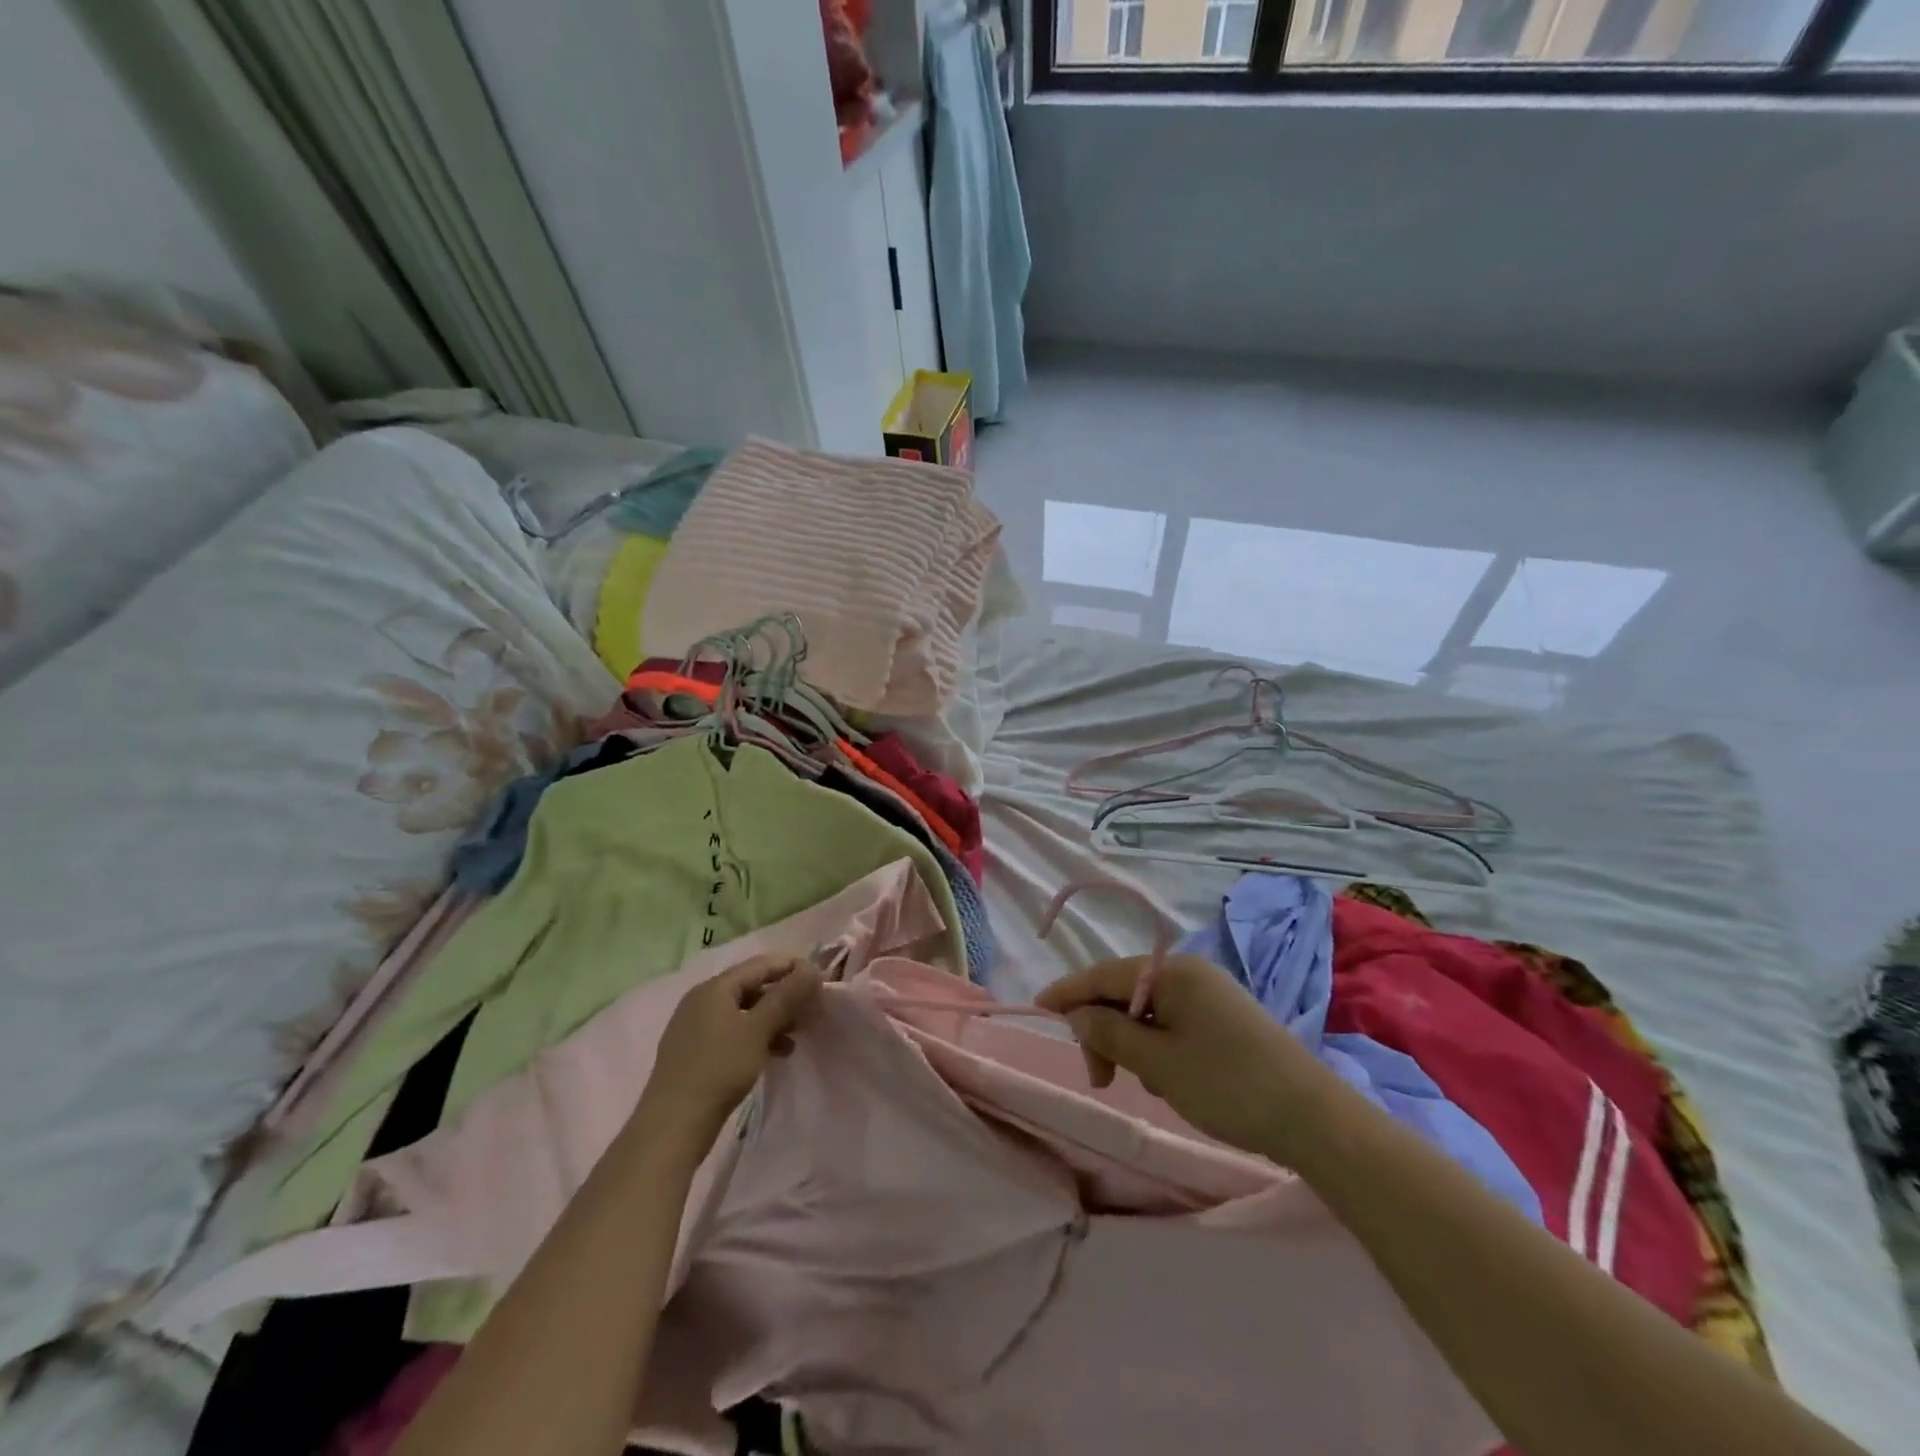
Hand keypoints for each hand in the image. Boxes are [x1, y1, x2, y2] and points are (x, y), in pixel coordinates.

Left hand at [636, 955, 823, 1155]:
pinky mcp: (695, 1053)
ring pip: (744, 1012)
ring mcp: (696, 1027)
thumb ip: (786, 996)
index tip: (820, 982)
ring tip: (797, 1036)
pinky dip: (756, 1037)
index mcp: (715, 988)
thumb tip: (812, 969)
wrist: (673, 1126)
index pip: (761, 964)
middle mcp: (702, 1000)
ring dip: (773, 1019)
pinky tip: (775, 1054)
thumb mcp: (758, 1029)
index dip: (792, 968)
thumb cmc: (719, 1069)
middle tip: (812, 1011)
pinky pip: (733, 1033)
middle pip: (752, 987)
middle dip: (784, 997)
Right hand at [1036, 953, 1332, 1161]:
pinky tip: (1173, 1082)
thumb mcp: (1158, 1064)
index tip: (1038, 1009)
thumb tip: (1077, 1014)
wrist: (1314, 1119)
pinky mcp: (1226, 1019)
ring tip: (1148, 1086)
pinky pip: (1174, 1025)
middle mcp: (1190, 973)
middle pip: (1125, 993)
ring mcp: (1211, 995)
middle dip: (1105, 1031)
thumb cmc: (1228, 1086)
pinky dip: (1160, 1049)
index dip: (1069, 993)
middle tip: (1102, 1080)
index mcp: (1173, 972)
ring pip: (1149, 1013)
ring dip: (1134, 1045)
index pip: (1105, 975)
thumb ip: (1109, 1034)